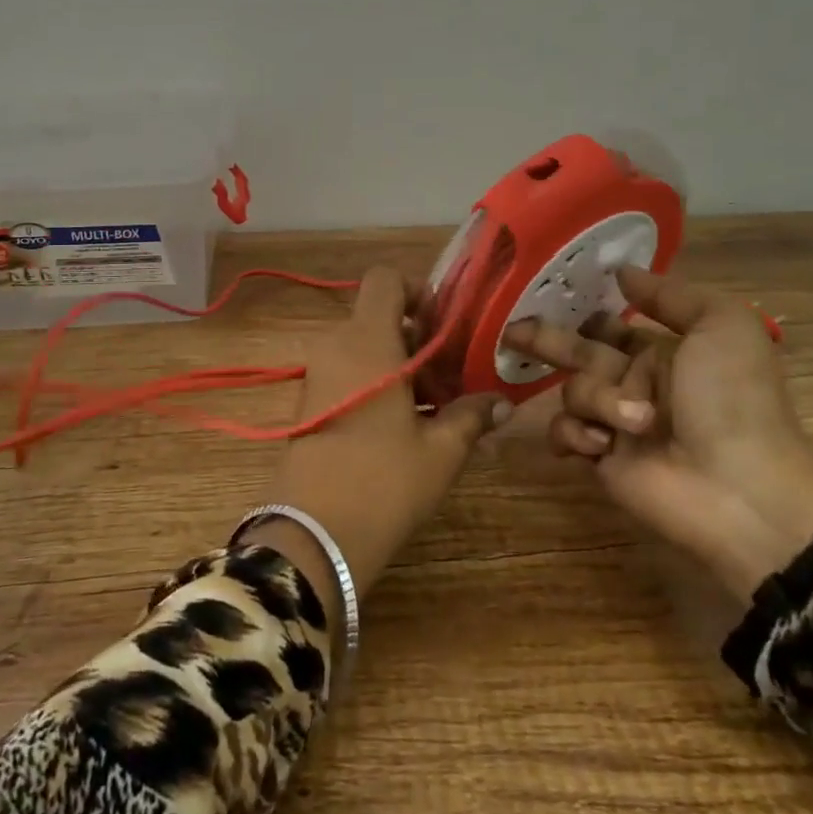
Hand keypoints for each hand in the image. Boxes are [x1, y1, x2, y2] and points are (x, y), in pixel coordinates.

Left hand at [247, 267, 512, 615]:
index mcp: (367, 340)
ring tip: (436, 405)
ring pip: (364, 346)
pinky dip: (377, 381)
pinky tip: (406, 424)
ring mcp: (318, 373)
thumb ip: (471, 416)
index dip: (417, 290)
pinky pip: (348, 371)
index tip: (446, 326)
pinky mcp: (310, 402)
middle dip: (419, 337)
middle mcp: (336, 345)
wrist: (313, 534)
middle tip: (453, 376)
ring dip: (400, 362)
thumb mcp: (440, 451)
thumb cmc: (384, 481)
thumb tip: (502, 402)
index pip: (385, 279)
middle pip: (378, 315)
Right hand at [504, 269, 812, 603]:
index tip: (547, 295)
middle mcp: (634, 382)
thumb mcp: (722, 325)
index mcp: (662, 352)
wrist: (740, 488)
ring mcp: (614, 421)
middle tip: (510, 332)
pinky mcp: (598, 457)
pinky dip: (577, 433)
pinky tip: (602, 444)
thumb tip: (620, 271)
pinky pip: (565, 431)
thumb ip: (671, 294)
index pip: (609, 325)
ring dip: (596, 399)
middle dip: (545, 340)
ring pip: (573, 391)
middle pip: (577, 352)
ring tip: (635, 423)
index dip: (583, 312)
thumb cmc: (733, 399)